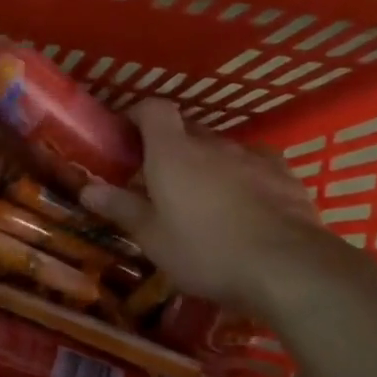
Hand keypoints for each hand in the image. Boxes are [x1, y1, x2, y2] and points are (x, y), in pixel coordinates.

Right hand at [81, 99, 321, 312]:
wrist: (288, 268)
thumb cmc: (205, 251)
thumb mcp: (153, 237)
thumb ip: (121, 208)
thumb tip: (87, 188)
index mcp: (172, 153)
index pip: (153, 109)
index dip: (138, 115)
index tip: (126, 135)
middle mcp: (212, 144)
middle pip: (186, 130)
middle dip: (169, 148)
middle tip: (156, 180)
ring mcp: (253, 158)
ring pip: (220, 150)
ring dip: (206, 165)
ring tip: (201, 199)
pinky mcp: (285, 176)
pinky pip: (254, 167)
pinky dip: (241, 178)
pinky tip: (242, 205)